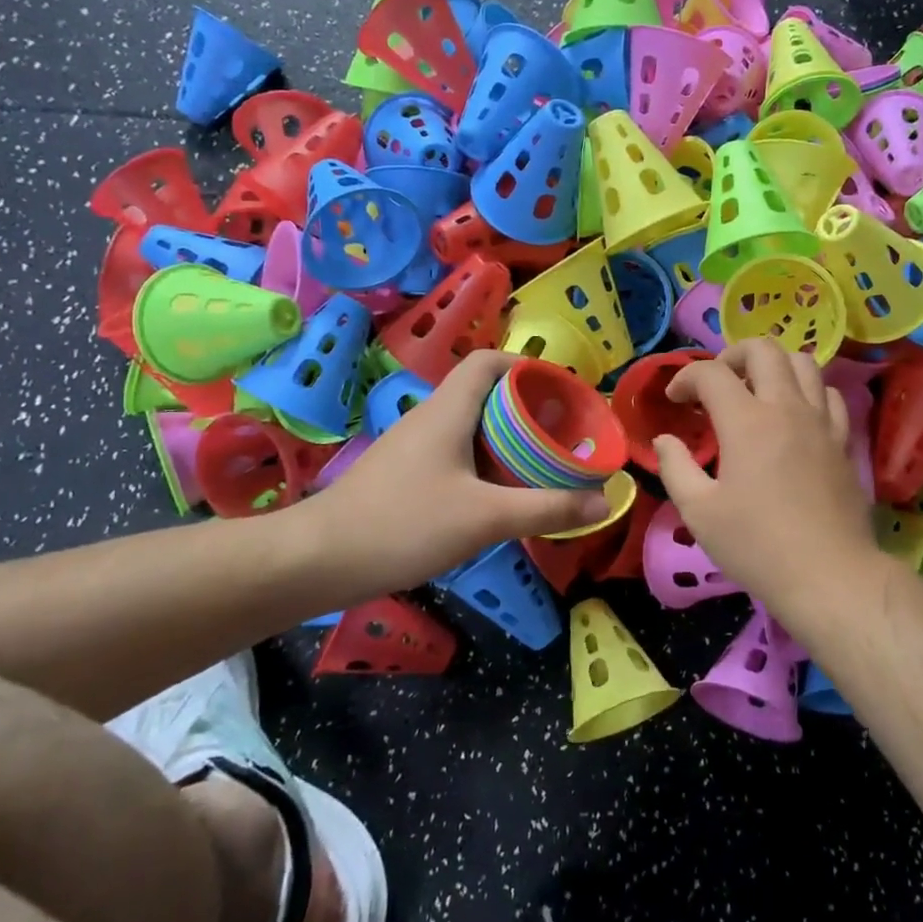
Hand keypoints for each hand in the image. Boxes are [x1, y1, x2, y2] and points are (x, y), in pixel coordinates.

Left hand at [298, 351, 607, 602]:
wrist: (318, 560)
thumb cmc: (403, 524)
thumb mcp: (485, 518)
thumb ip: (546, 508)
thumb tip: (604, 502)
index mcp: (448, 411)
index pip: (488, 361)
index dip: (527, 366)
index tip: (561, 392)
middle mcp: (429, 419)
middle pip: (484, 395)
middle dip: (527, 410)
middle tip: (561, 437)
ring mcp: (412, 448)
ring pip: (469, 429)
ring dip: (506, 441)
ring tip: (539, 467)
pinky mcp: (402, 477)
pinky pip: (454, 456)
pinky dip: (484, 466)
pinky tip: (497, 499)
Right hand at [653, 340, 881, 617]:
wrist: (828, 575)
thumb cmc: (756, 546)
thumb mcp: (699, 512)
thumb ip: (676, 467)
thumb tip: (665, 440)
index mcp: (747, 422)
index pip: (711, 374)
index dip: (685, 377)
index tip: (674, 400)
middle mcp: (787, 408)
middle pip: (764, 349)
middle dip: (731, 354)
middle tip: (715, 384)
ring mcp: (821, 421)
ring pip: (803, 362)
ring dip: (773, 366)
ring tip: (755, 391)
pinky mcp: (843, 441)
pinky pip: (829, 395)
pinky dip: (807, 391)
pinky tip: (793, 415)